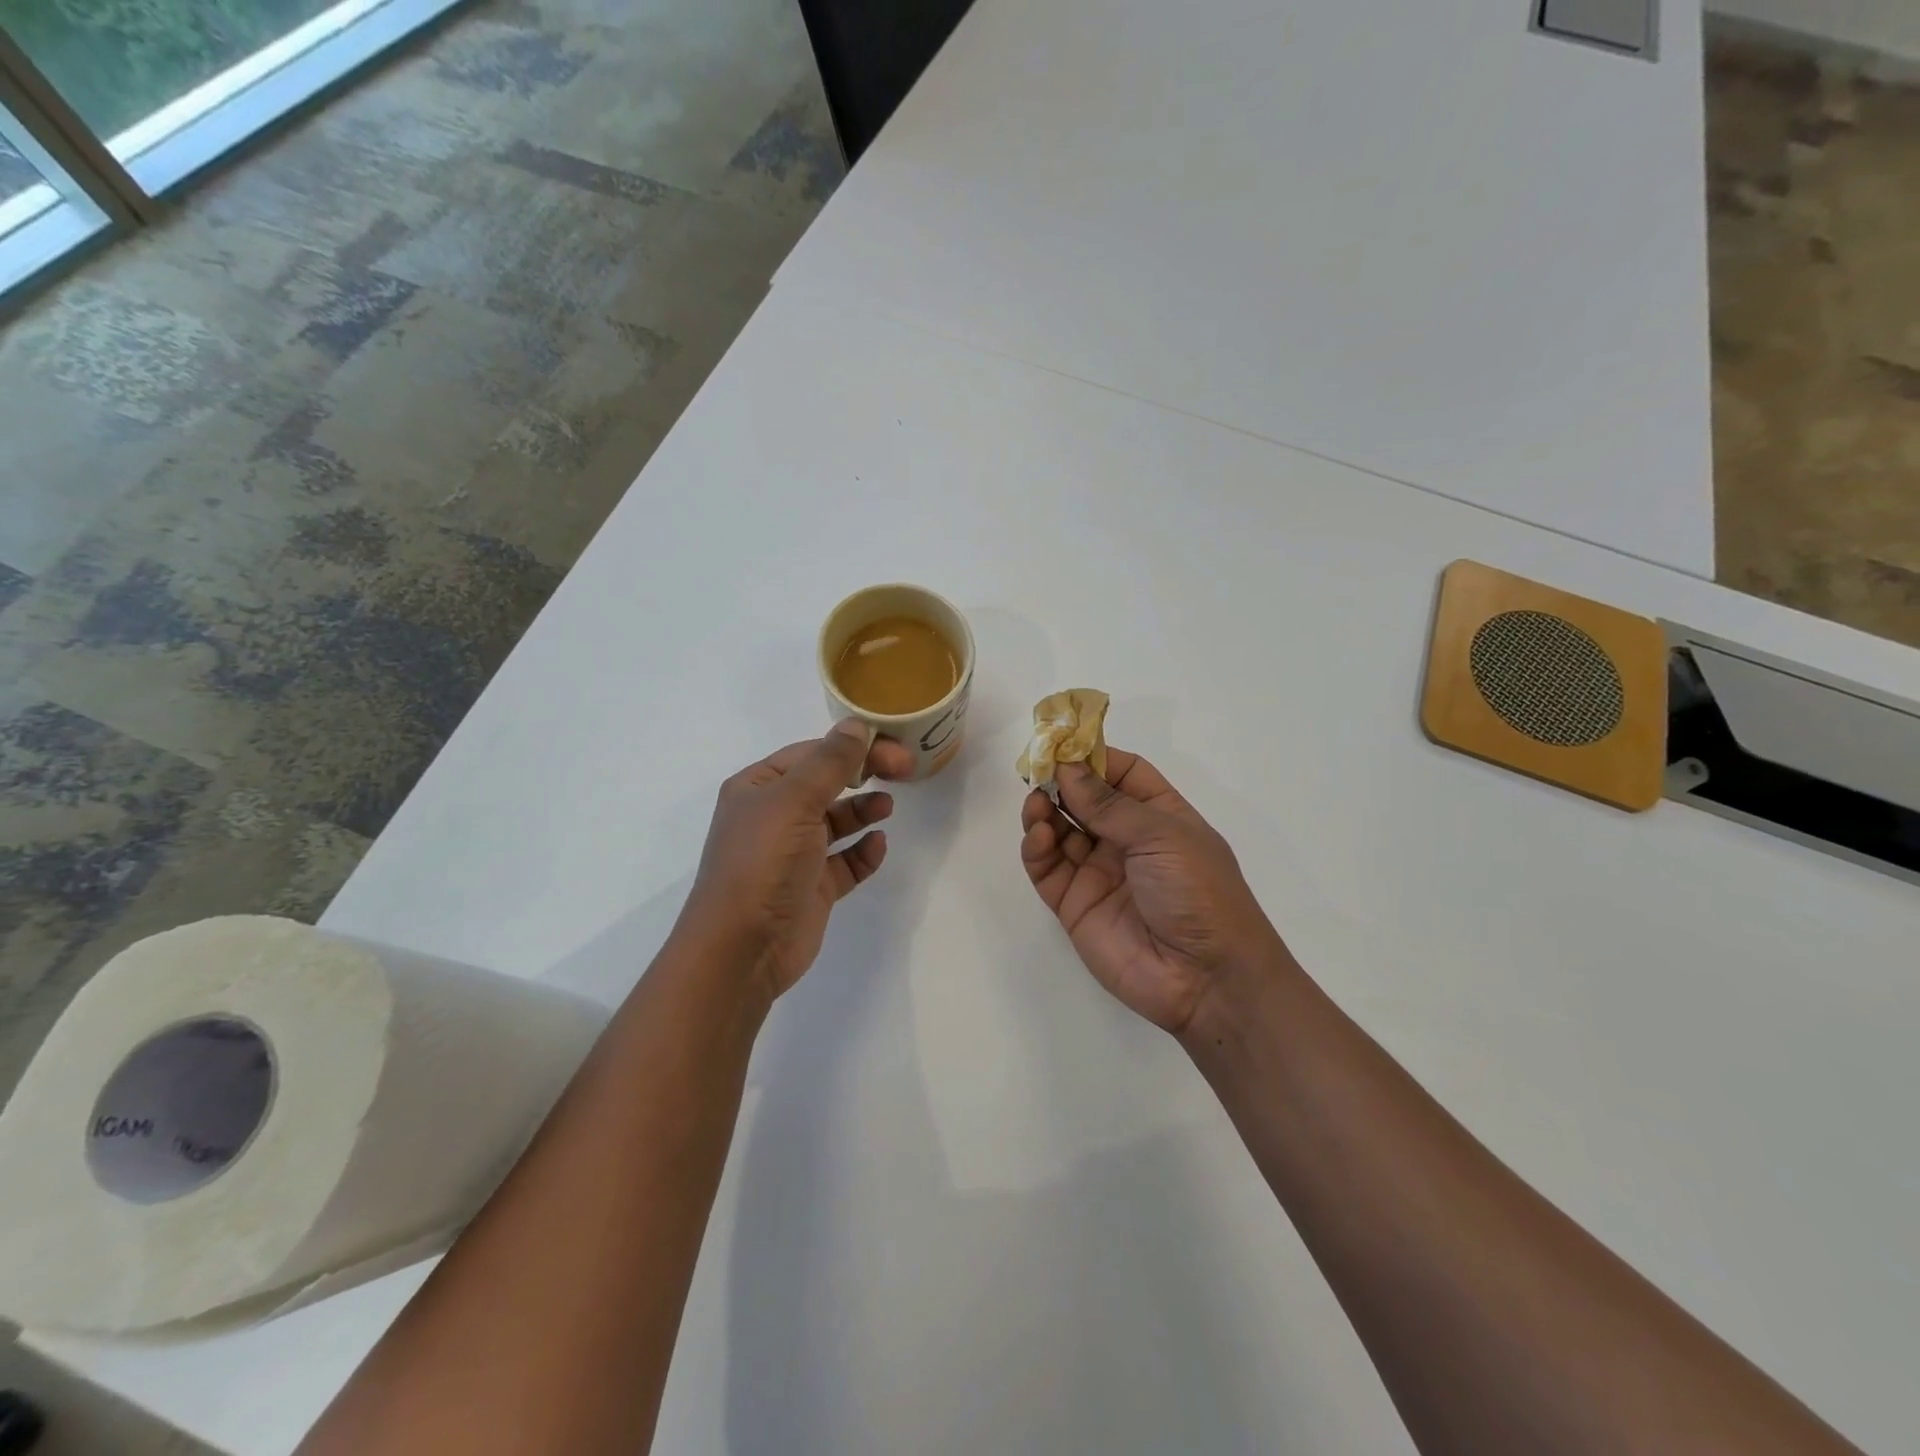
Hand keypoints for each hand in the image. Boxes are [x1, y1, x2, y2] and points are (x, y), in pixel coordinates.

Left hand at [680, 722, 914, 1001]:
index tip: (894, 749)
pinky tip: (877, 847)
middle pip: (827, 784)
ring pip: (836, 822)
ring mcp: (793, 854)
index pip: (812, 754)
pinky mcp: (811, 888)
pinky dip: (863, 852)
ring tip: (887, 807)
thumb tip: (856, 725)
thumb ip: (830, 762)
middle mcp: (773, 816)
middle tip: (903, 771)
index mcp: (759, 787)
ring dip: (862, 811)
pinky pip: (844, 862)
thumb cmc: (763, 862)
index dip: (854, 746)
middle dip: (863, 774)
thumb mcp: (795, 801)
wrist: (742, 948)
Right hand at [1020, 749, 1284, 1034]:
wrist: (1206, 980)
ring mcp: (1098, 871)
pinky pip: (1048, 867)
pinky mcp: (1074, 903)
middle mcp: (1127, 840)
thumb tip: (1066, 766)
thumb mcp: (1162, 836)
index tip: (1061, 740)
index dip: (1092, 756)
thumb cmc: (1198, 893)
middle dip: (1061, 781)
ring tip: (1037, 804)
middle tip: (1036, 768)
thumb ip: (1108, 804)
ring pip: (1060, 829)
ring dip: (1045, 810)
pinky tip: (1039, 835)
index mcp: (1160, 816)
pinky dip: (1037, 847)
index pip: (1122, 773)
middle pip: (1084, 799)